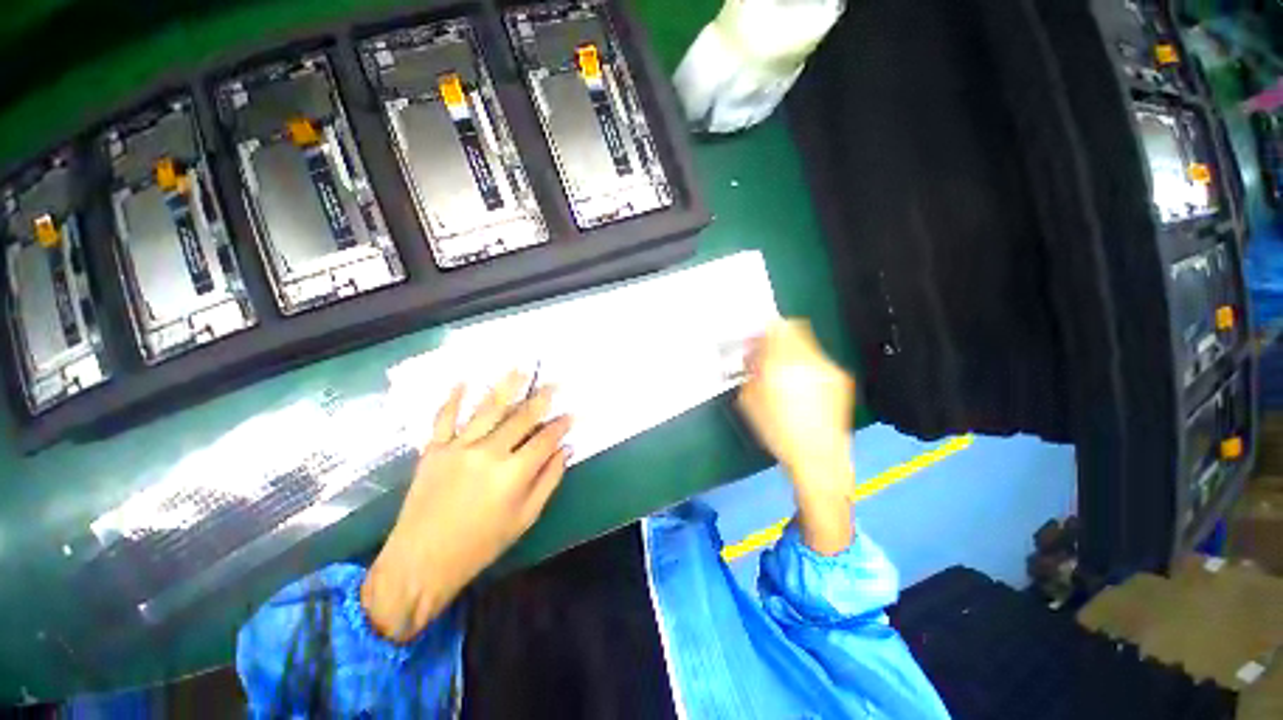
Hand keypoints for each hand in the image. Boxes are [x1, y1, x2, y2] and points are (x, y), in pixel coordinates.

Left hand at [362, 372, 571, 641]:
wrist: (421, 562)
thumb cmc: (481, 545)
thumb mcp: (525, 519)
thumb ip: (548, 480)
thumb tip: (565, 450)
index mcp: (514, 473)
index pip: (546, 439)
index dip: (562, 425)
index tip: (572, 413)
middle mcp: (488, 453)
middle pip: (522, 418)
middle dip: (542, 399)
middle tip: (556, 384)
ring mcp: (458, 448)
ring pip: (488, 409)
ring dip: (506, 386)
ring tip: (520, 368)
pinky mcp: (433, 450)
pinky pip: (444, 417)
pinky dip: (454, 398)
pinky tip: (464, 380)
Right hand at [737, 319, 856, 554]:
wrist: (819, 458)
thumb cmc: (778, 432)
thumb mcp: (750, 401)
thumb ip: (750, 370)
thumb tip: (753, 353)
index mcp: (782, 365)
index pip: (775, 327)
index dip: (762, 329)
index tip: (754, 339)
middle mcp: (809, 360)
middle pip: (794, 328)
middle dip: (777, 336)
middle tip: (766, 352)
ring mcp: (828, 368)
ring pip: (806, 343)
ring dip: (790, 350)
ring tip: (782, 371)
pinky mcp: (840, 378)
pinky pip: (817, 359)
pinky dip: (804, 363)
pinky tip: (799, 385)